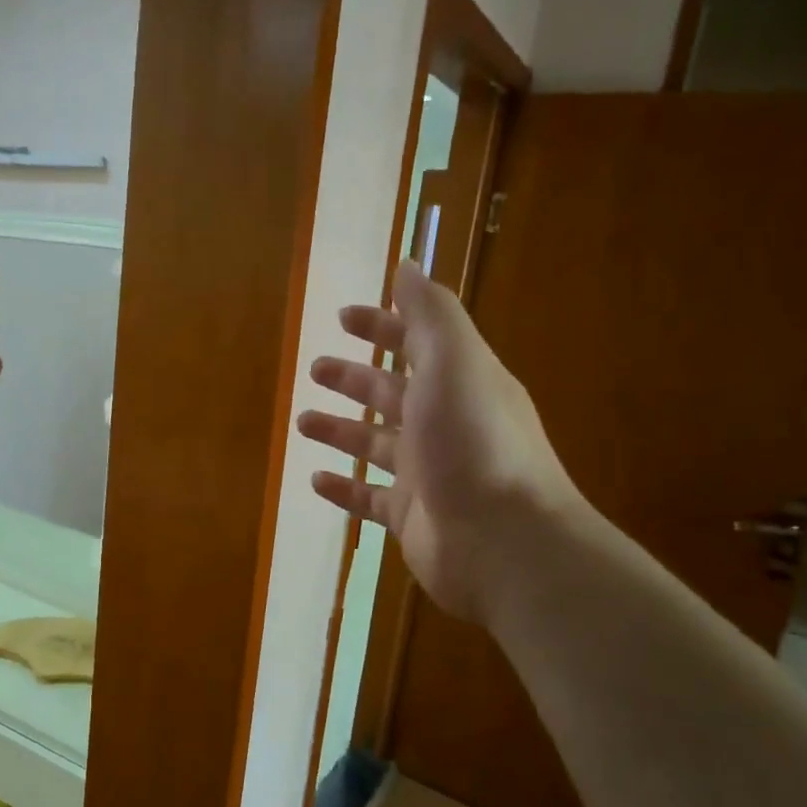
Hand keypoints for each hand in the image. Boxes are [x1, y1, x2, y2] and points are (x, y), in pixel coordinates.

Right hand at [297, 260, 579, 627]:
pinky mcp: (411, 517)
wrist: (503, 541)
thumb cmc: (473, 442)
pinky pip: (368, 498)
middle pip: (391, 393)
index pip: (416, 343)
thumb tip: (408, 265)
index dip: (382, 325)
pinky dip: (342, 488)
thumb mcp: (455, 362)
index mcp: (459, 383)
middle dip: (354, 378)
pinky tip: (315, 480)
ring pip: (374, 445)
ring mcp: (427, 474)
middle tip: (315, 368)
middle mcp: (444, 425)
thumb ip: (430, 314)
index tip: (343, 316)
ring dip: (341, 429)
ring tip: (302, 422)